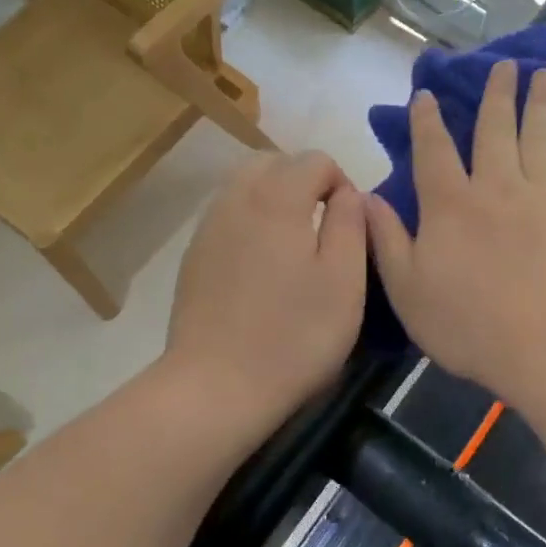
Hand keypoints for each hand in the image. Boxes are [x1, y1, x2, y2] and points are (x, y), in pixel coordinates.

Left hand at [165, 151, 367, 431]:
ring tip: (294, 244)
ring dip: (275, 198)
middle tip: (323, 227)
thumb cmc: (294, 335)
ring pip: (245, 185)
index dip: (341, 183)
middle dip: (304, 181)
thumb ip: (351, 223)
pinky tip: (262, 266)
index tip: (349, 226)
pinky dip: (250, 220)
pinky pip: (227, 214)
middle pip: (274, 162)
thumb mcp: (345, 280)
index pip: (315, 159)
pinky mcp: (194, 256)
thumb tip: (348, 193)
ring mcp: (208, 227)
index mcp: (277, 199)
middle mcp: (236, 199)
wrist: (216, 386)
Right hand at [366, 61, 545, 413]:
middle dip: (496, 92)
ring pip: (538, 135)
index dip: (428, 119)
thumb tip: (367, 196)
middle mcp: (495, 186)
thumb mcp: (410, 292)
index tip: (428, 94)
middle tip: (505, 63)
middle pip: (495, 128)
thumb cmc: (473, 326)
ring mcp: (541, 194)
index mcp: (450, 205)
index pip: (434, 149)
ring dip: (538, 102)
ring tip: (542, 74)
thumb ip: (387, 241)